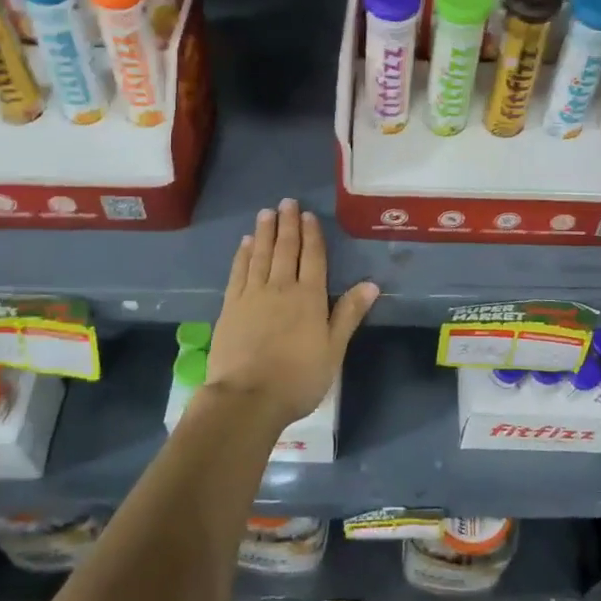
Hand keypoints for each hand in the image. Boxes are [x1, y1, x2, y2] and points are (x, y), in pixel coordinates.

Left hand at [205, 198, 378, 426]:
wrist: (247, 398)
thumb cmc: (298, 378)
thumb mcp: (333, 350)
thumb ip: (348, 314)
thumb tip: (371, 283)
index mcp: (309, 297)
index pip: (312, 257)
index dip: (311, 235)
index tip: (307, 214)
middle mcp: (281, 288)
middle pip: (285, 249)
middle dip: (287, 224)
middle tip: (286, 202)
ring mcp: (252, 295)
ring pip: (260, 255)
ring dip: (264, 233)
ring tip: (266, 214)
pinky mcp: (230, 307)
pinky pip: (238, 272)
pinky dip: (242, 255)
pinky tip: (244, 244)